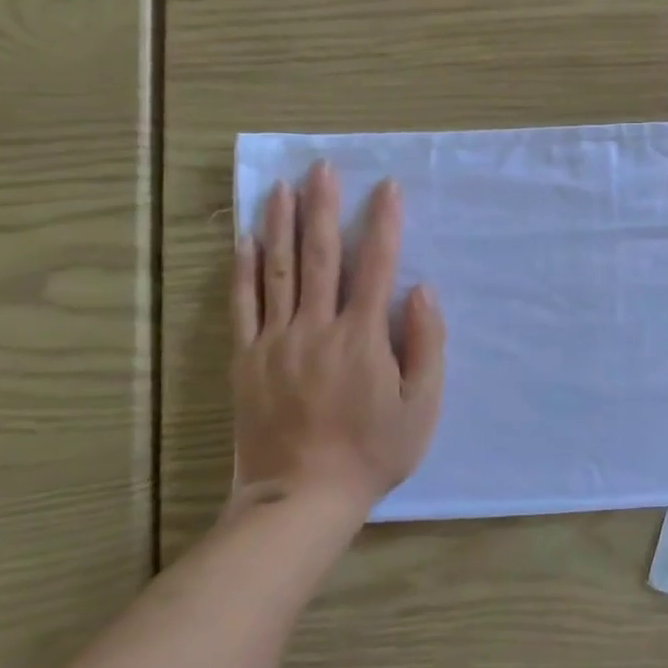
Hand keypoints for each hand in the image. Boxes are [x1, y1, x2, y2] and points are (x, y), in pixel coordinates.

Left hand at [229, 163, 445, 513]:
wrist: (300, 498)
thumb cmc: (372, 452)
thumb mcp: (421, 406)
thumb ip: (425, 345)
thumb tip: (421, 291)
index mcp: (361, 338)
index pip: (376, 266)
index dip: (384, 224)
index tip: (388, 188)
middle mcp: (316, 328)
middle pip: (320, 256)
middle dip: (324, 208)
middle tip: (323, 169)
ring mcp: (275, 342)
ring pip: (278, 271)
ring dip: (281, 224)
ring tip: (282, 187)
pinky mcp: (246, 360)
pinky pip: (241, 306)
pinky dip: (242, 270)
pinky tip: (244, 240)